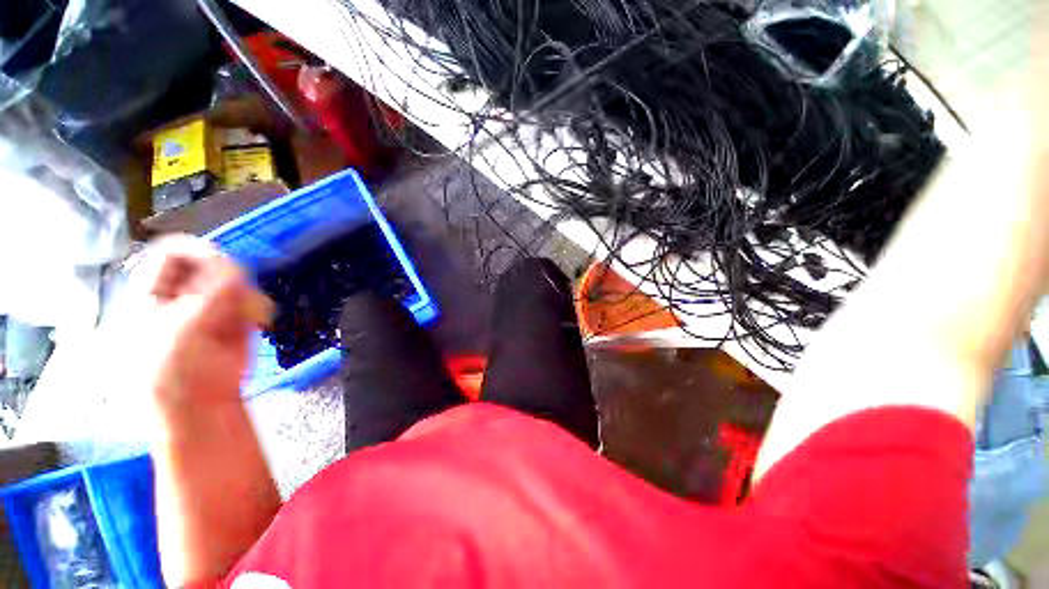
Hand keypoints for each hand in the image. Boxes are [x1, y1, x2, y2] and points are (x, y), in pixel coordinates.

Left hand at [126, 235, 253, 409]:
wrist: (201, 406)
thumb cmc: (175, 372)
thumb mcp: (185, 329)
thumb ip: (211, 295)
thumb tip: (237, 267)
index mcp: (151, 294)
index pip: (170, 254)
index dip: (197, 252)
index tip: (225, 263)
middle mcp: (181, 295)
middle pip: (209, 266)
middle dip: (229, 279)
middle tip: (241, 296)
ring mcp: (209, 307)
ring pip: (235, 283)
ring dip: (247, 296)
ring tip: (250, 317)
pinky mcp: (234, 320)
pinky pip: (251, 301)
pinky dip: (257, 308)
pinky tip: (256, 323)